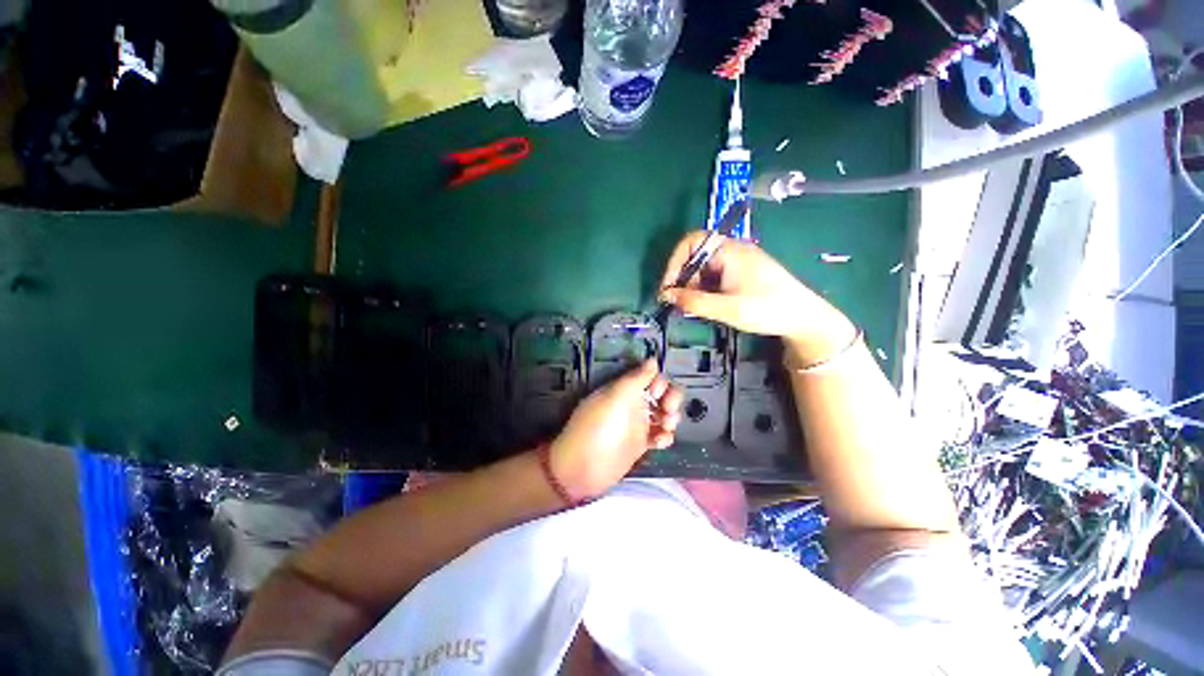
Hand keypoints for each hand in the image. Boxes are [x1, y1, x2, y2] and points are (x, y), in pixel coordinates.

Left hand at [549, 360, 682, 498]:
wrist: (582, 468)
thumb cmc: (597, 428)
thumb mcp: (615, 398)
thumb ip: (635, 378)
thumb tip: (653, 360)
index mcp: (625, 389)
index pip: (651, 376)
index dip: (659, 382)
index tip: (656, 393)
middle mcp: (634, 403)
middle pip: (663, 394)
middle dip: (671, 399)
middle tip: (667, 412)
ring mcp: (638, 424)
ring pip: (665, 414)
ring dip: (671, 417)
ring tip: (665, 427)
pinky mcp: (641, 444)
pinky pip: (661, 435)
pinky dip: (665, 436)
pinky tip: (660, 443)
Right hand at [658, 232, 857, 365]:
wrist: (804, 318)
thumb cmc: (767, 309)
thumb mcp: (727, 309)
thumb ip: (694, 301)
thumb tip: (666, 295)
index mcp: (729, 251)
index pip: (690, 242)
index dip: (674, 263)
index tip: (668, 288)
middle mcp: (732, 250)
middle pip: (695, 256)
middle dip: (683, 278)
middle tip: (680, 303)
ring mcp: (738, 261)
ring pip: (703, 267)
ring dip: (693, 285)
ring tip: (694, 307)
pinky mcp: (742, 272)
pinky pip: (714, 275)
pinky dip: (705, 288)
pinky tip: (707, 305)